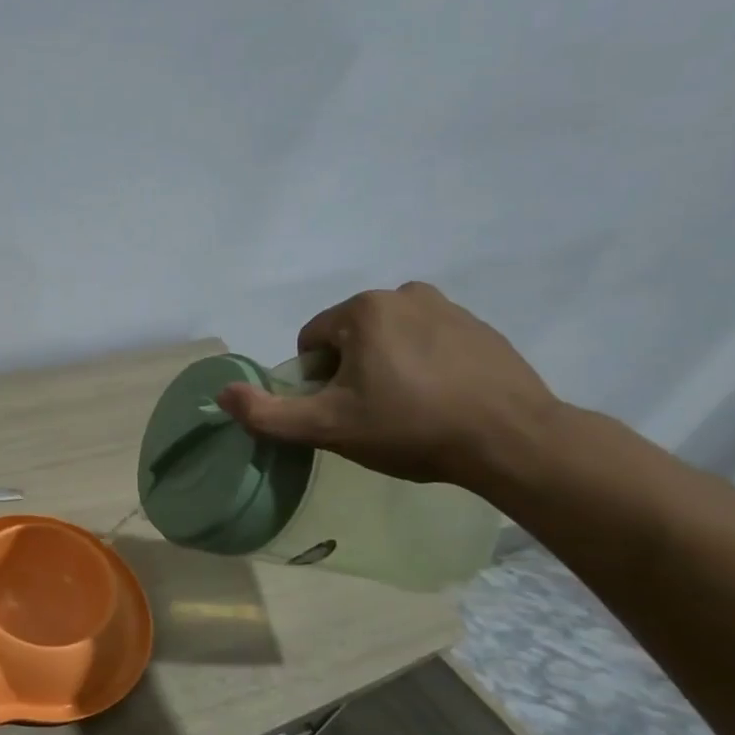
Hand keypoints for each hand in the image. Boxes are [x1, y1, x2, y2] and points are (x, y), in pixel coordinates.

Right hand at [215, 282, 559, 489]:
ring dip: (385, 368)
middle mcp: (404, 294)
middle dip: (349, 372)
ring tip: (407, 409)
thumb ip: (267, 413)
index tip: (340, 411)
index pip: (311, 341)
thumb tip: (221, 394)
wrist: (513, 440)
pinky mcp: (481, 328)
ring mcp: (449, 307)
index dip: (315, 381)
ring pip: (389, 339)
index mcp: (364, 309)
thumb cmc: (410, 427)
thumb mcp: (327, 428)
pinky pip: (428, 343)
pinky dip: (422, 366)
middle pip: (349, 337)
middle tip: (371, 414)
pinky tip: (439, 402)